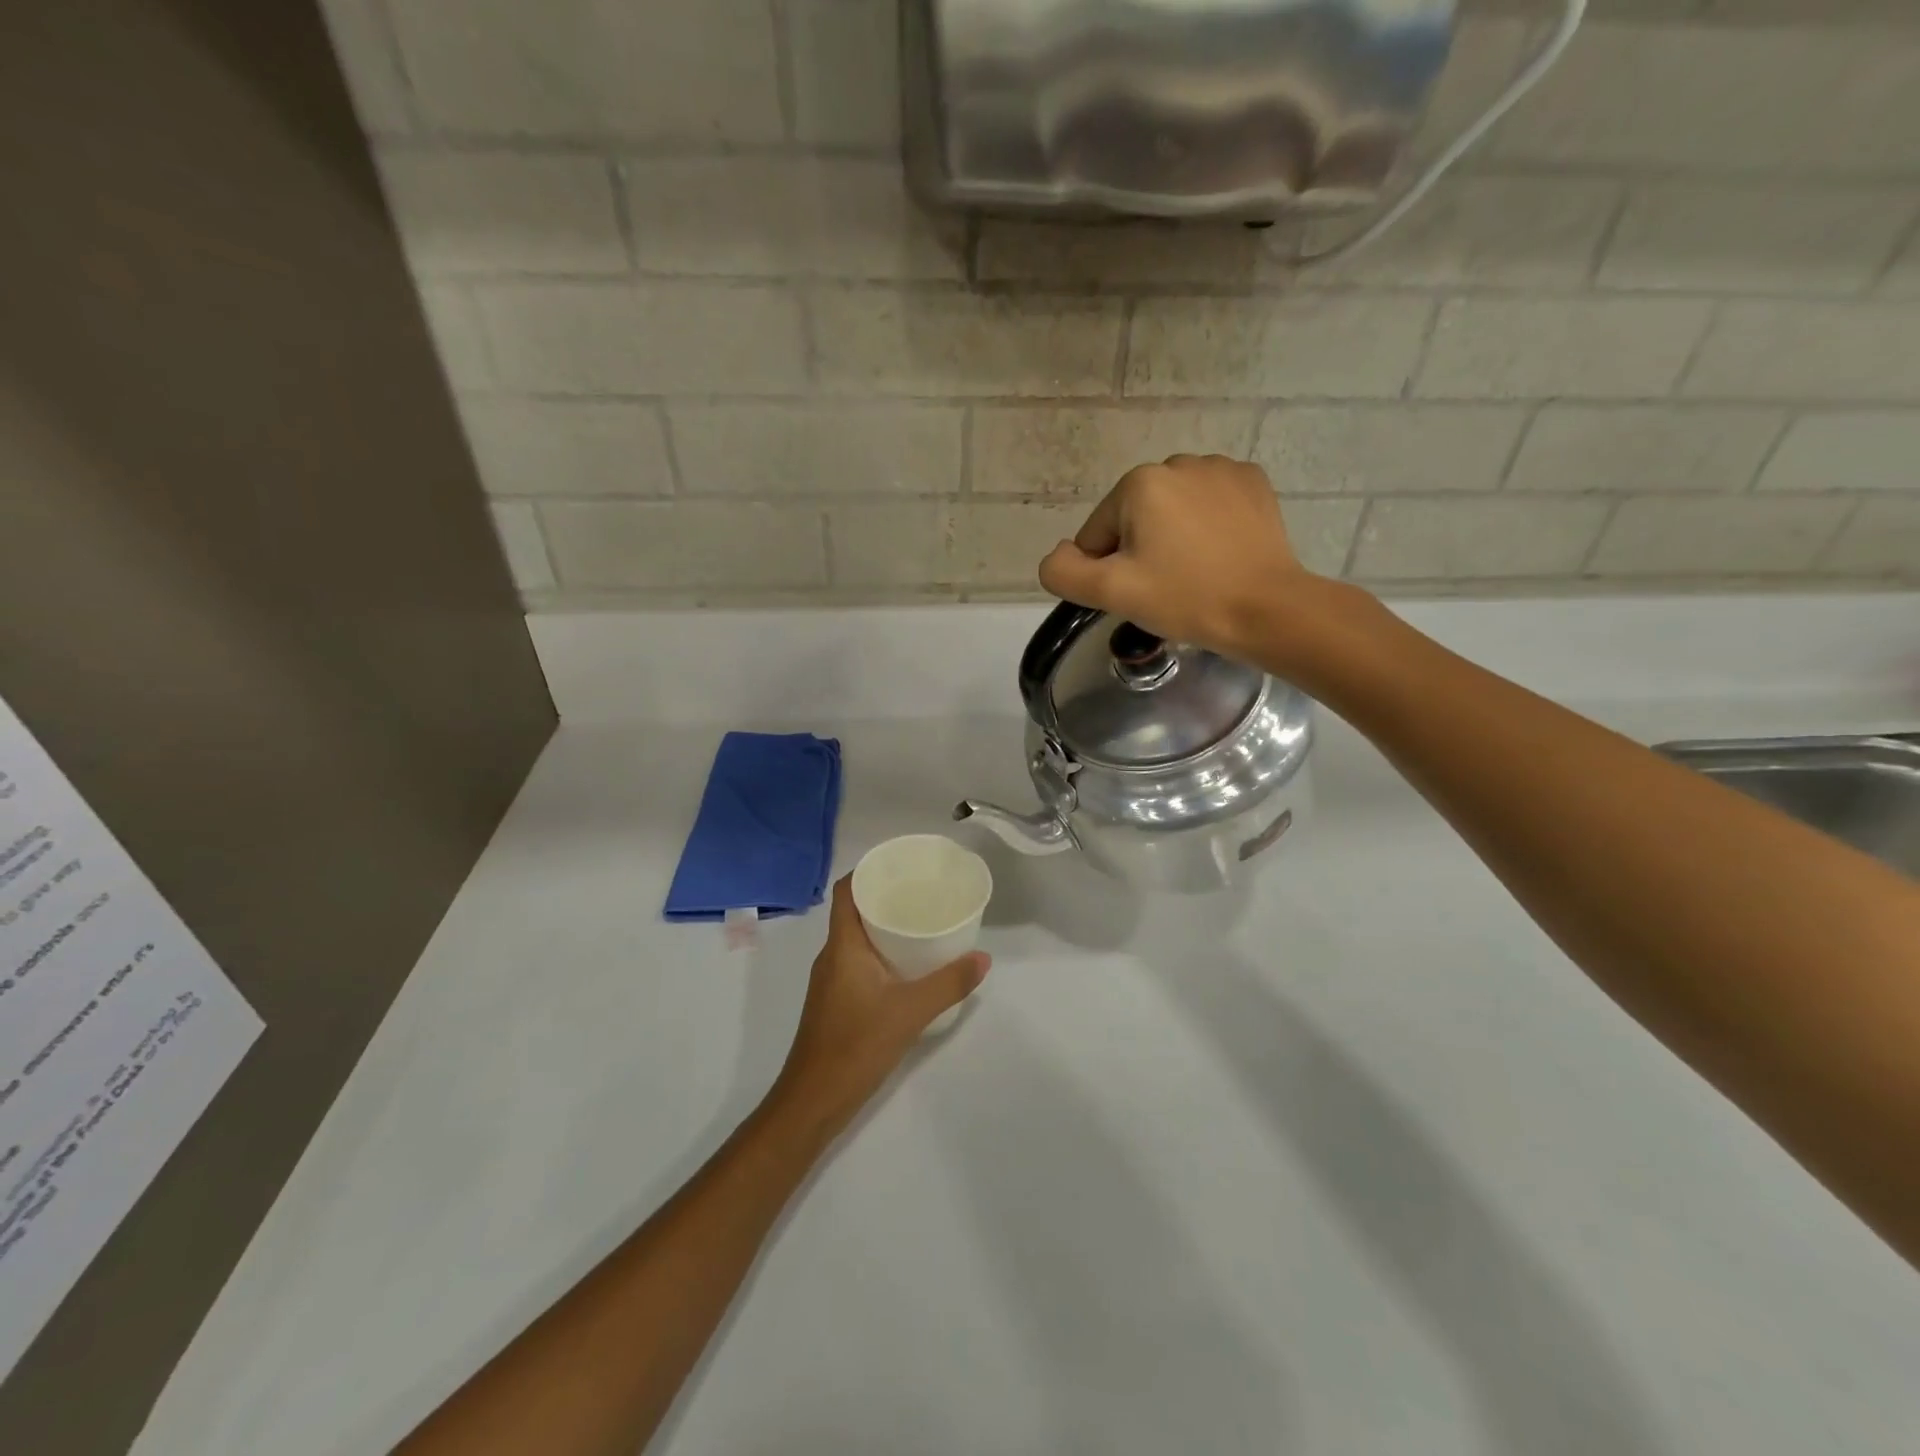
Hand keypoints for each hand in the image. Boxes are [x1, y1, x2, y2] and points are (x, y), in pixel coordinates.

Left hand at [768, 876, 988, 1142]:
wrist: (813, 1101)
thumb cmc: (855, 1046)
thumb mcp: (910, 1012)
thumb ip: (949, 984)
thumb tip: (983, 958)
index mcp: (842, 945)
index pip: (847, 891)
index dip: (869, 871)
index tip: (902, 865)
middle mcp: (833, 955)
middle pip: (855, 911)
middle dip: (887, 896)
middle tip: (924, 891)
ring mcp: (832, 980)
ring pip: (858, 938)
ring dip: (886, 926)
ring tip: (923, 921)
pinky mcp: (837, 1001)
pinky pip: (860, 961)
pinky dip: (883, 953)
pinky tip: (910, 965)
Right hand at [1037, 454, 1358, 671]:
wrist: (1266, 609)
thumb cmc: (1185, 598)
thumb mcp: (1111, 593)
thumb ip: (1064, 572)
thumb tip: (1059, 555)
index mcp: (1138, 483)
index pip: (1097, 533)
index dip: (1108, 570)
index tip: (1139, 593)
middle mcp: (1177, 462)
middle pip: (1134, 517)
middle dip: (1141, 549)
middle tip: (1167, 586)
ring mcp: (1221, 468)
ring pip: (1173, 509)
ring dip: (1173, 536)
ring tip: (1196, 571)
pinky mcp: (1253, 482)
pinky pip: (1210, 503)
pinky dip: (1208, 525)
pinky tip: (1221, 553)